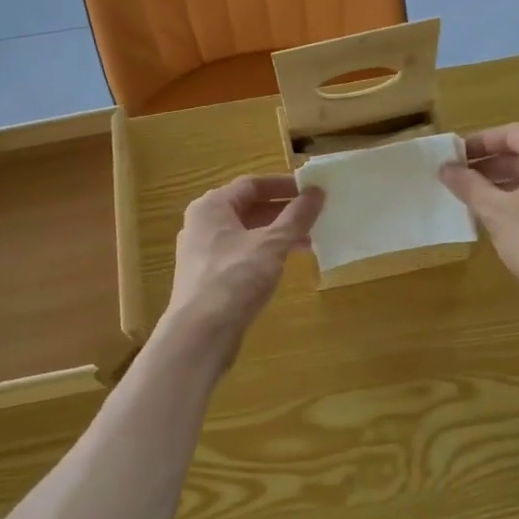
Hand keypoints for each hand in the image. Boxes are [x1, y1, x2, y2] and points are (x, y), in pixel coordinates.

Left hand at [165, 176, 324, 358]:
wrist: (201, 334)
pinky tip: (287, 264)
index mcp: (211, 206)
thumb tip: (317, 192)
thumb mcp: (272, 244)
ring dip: (277, 234)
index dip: (284, 185)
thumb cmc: (235, 279)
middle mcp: (203, 224)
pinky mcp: (209, 278)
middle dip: (283, 212)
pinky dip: (265, 254)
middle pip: (248, 208)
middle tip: (316, 216)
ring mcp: (203, 252)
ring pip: (246, 233)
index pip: (252, 184)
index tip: (313, 190)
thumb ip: (296, 216)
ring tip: (310, 240)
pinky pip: (242, 255)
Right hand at [440, 124, 518, 317]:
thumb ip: (469, 185)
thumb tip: (446, 168)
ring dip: (512, 181)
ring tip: (482, 199)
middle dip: (494, 164)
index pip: (511, 134)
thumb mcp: (495, 212)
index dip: (480, 143)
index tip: (457, 157)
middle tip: (464, 180)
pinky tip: (512, 218)